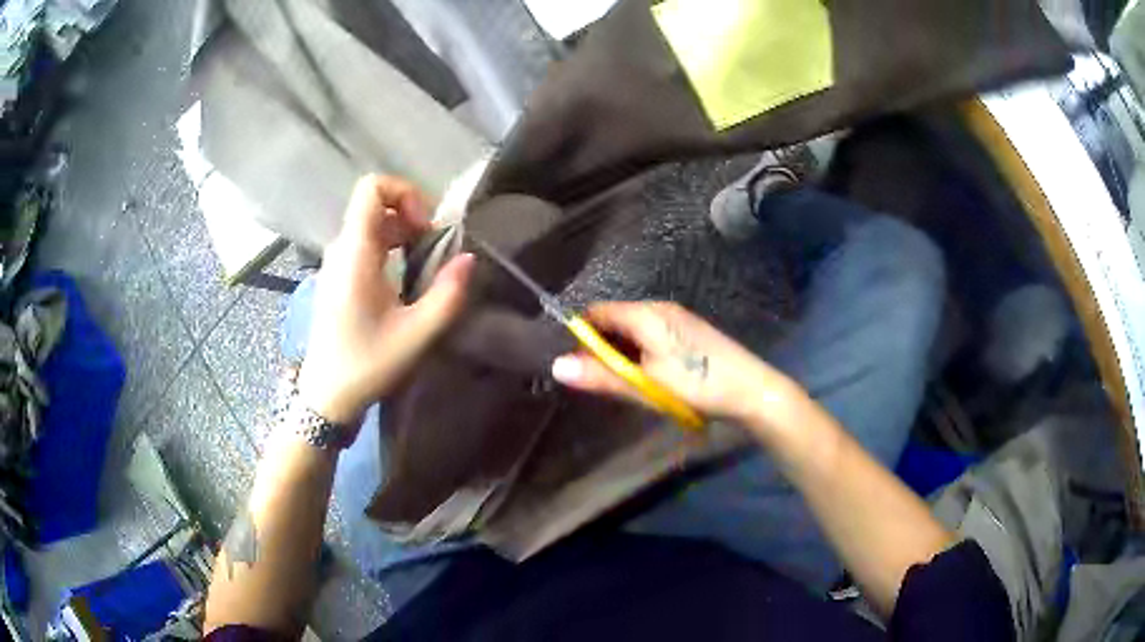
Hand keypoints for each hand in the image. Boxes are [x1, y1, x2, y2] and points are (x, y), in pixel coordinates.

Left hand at [297, 176, 473, 428]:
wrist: (327, 395)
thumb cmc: (367, 365)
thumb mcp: (416, 334)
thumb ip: (447, 295)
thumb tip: (469, 259)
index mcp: (355, 254)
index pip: (372, 188)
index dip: (405, 193)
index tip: (426, 228)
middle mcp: (341, 249)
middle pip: (376, 204)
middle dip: (411, 215)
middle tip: (432, 250)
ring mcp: (336, 262)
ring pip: (371, 223)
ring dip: (403, 233)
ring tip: (423, 265)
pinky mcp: (337, 277)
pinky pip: (365, 243)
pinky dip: (390, 247)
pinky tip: (404, 278)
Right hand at [551, 302, 801, 433]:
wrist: (752, 390)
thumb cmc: (696, 385)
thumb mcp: (645, 385)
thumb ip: (601, 376)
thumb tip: (556, 367)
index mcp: (646, 314)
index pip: (597, 313)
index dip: (578, 334)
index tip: (570, 362)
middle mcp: (659, 309)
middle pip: (615, 320)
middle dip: (599, 347)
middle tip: (593, 379)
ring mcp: (677, 319)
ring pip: (633, 330)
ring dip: (620, 353)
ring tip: (619, 382)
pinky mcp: (689, 332)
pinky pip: (651, 336)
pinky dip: (639, 353)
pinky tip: (646, 376)